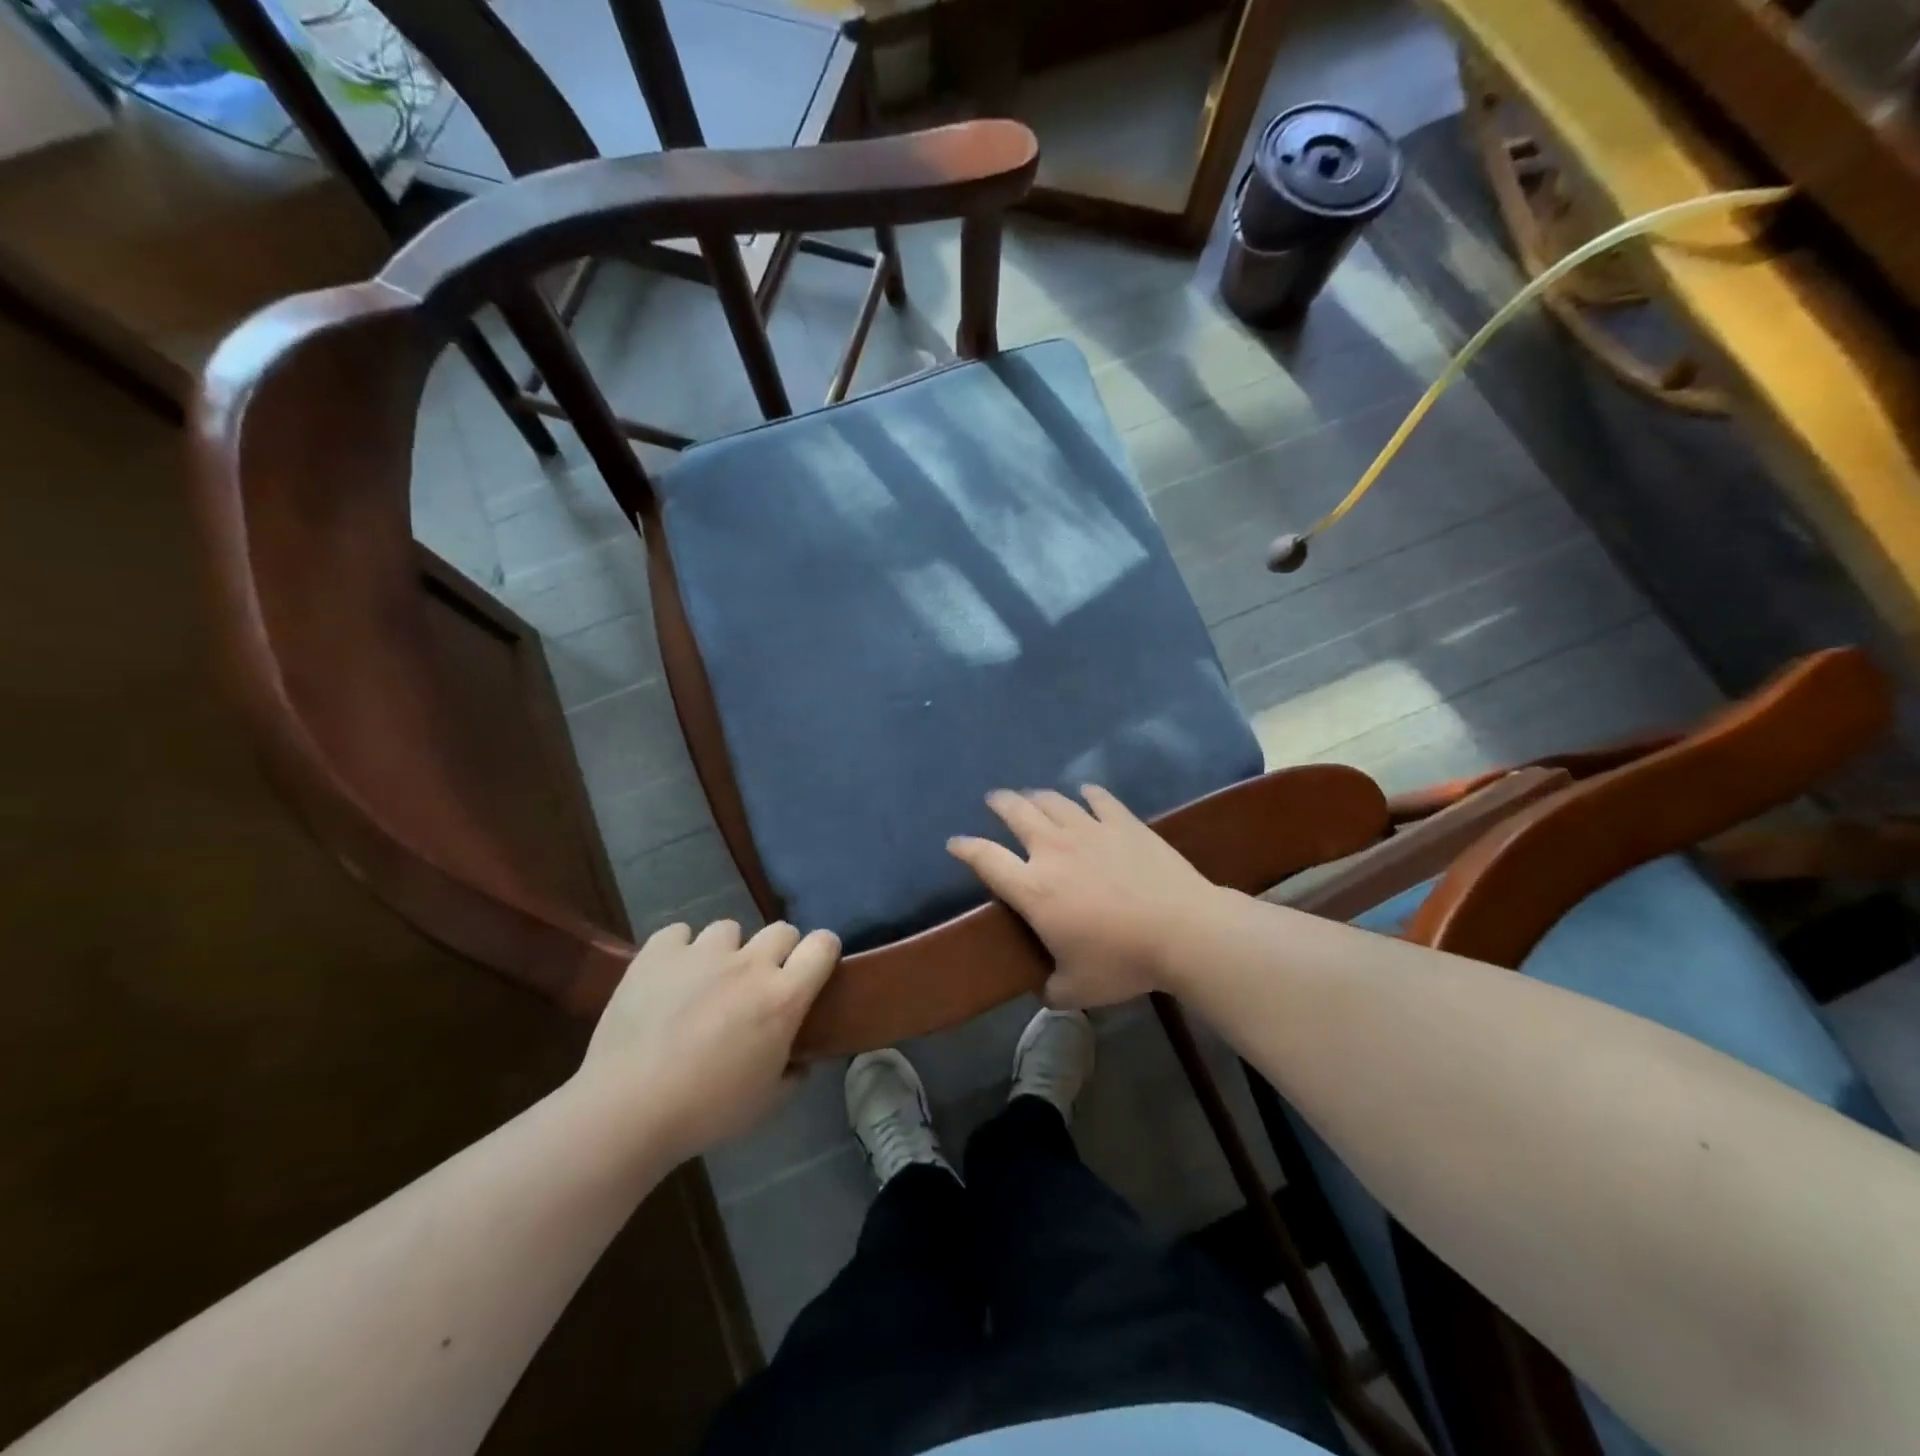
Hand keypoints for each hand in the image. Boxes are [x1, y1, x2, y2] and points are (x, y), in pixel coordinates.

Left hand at [571, 920, 839, 1159]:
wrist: (627, 1109)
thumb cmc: (706, 1111)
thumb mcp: (766, 1103)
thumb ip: (792, 1073)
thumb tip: (801, 1060)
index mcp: (783, 997)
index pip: (823, 945)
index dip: (823, 952)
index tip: (814, 970)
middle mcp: (749, 964)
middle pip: (781, 930)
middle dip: (777, 952)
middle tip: (758, 984)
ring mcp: (702, 953)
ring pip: (728, 929)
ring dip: (726, 951)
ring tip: (706, 980)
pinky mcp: (659, 952)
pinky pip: (679, 933)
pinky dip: (678, 949)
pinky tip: (669, 976)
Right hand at [947, 786, 1219, 1006]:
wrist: (1182, 930)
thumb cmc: (1123, 961)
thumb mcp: (1078, 990)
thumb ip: (1052, 989)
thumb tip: (1045, 989)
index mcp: (1034, 889)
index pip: (986, 859)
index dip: (965, 848)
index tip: (955, 843)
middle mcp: (1053, 850)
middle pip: (1016, 813)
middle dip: (1000, 803)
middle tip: (994, 800)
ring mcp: (1089, 830)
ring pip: (1053, 800)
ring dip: (1037, 795)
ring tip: (1032, 795)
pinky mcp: (1123, 823)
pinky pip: (1099, 799)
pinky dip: (1088, 794)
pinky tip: (1086, 792)